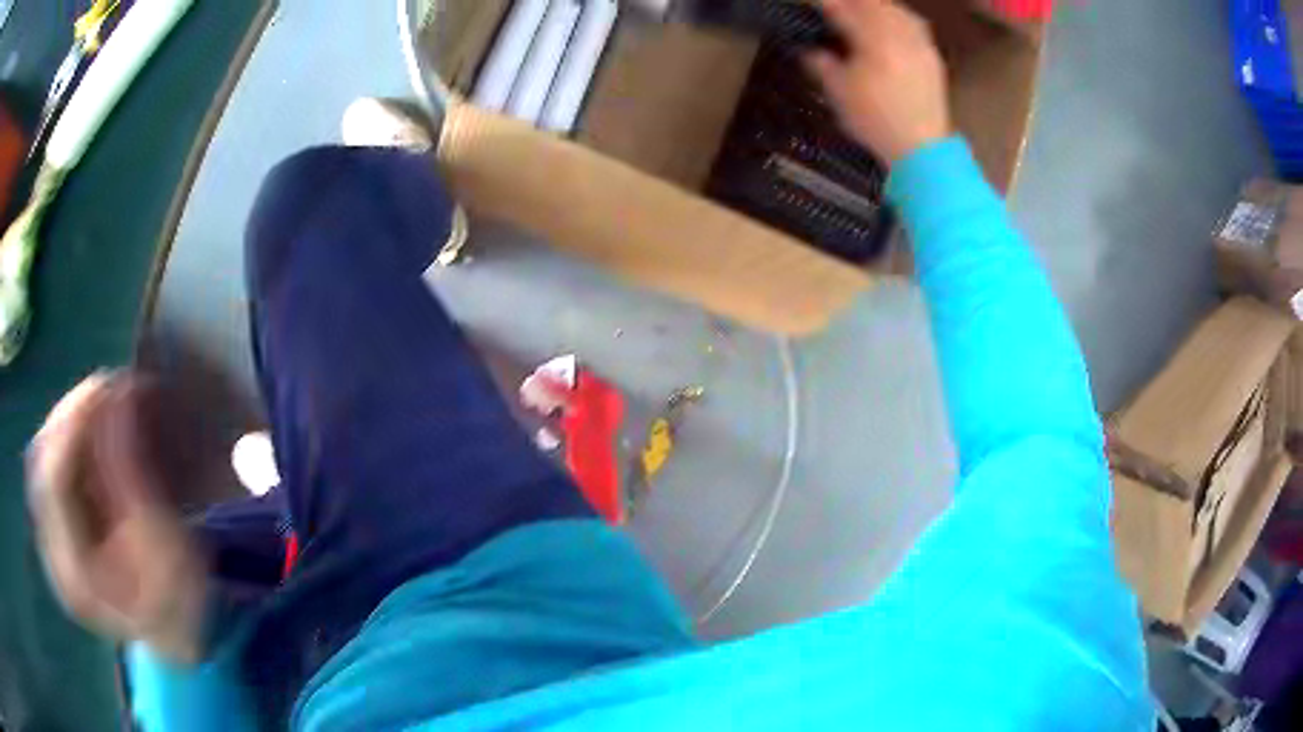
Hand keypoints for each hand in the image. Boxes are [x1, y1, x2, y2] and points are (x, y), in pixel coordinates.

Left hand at [27, 373, 207, 663]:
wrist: (172, 634)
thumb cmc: (177, 598)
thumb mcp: (165, 542)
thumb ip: (132, 471)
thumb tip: (120, 392)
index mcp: (77, 576)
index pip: (54, 480)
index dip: (73, 422)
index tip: (106, 382)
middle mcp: (53, 558)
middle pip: (42, 464)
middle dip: (69, 416)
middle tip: (105, 386)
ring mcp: (49, 544)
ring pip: (41, 458)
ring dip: (66, 423)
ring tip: (99, 405)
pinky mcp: (52, 530)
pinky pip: (47, 467)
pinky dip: (66, 440)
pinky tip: (88, 432)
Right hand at [807, 0, 950, 164]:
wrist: (921, 148)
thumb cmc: (875, 121)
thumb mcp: (839, 93)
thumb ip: (822, 64)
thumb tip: (809, 51)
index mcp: (873, 41)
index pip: (843, 10)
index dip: (825, 4)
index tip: (811, 3)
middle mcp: (899, 35)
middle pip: (873, 4)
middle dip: (853, 1)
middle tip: (837, 4)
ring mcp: (919, 45)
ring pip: (897, 11)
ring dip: (876, 5)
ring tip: (863, 8)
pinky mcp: (932, 57)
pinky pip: (915, 25)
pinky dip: (899, 16)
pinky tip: (892, 21)